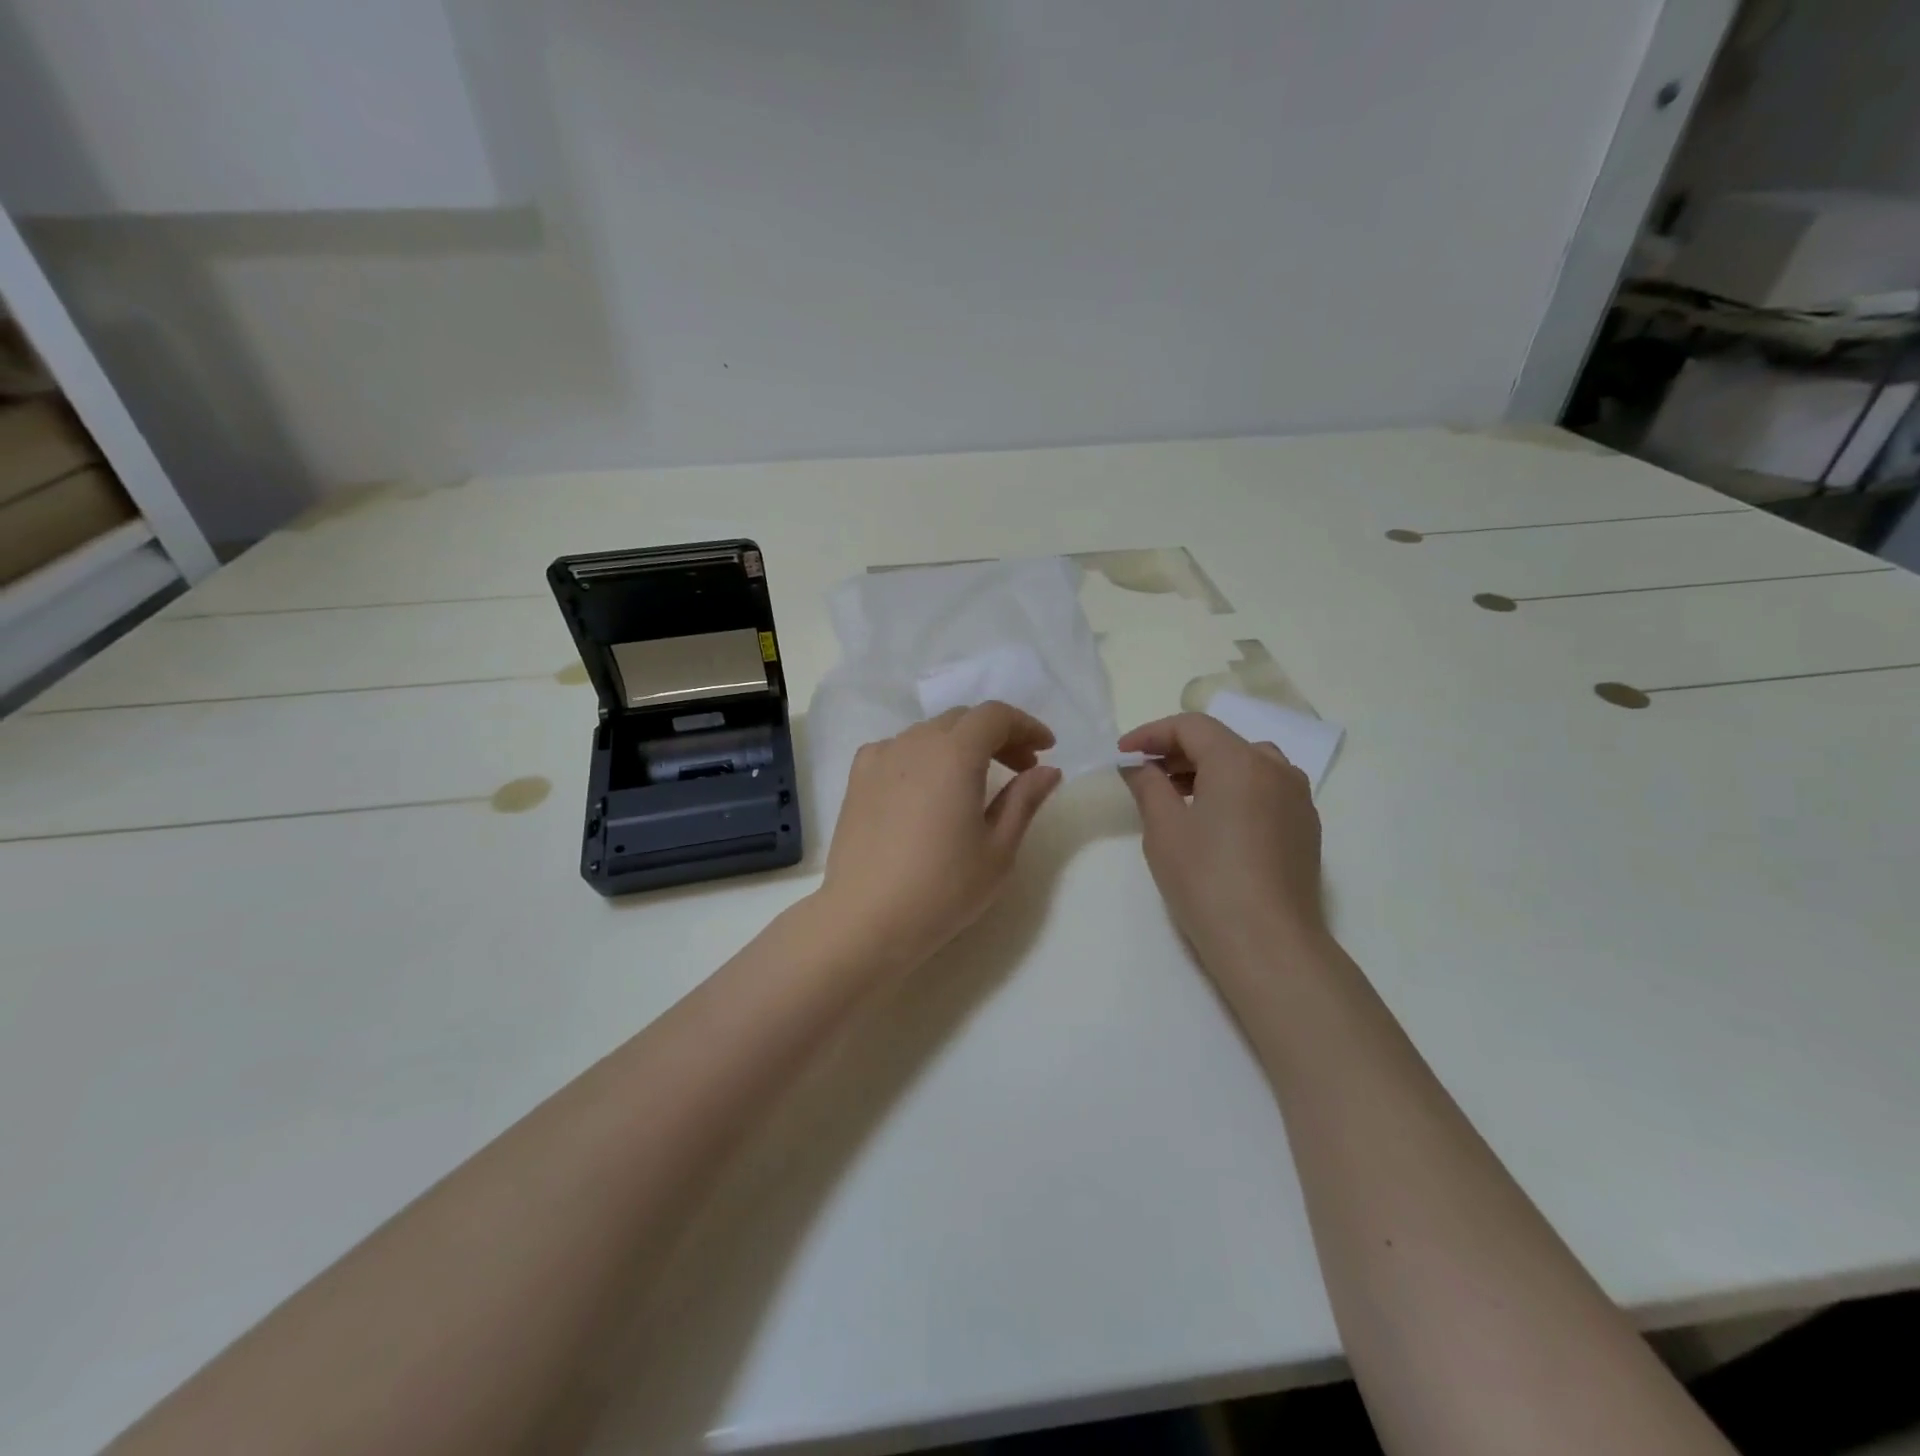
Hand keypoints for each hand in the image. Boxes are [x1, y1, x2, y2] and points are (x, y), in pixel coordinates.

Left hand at [818, 702, 1063, 972]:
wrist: (866, 919)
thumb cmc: (943, 888)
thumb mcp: (998, 849)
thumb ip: (1024, 800)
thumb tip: (1047, 770)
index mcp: (954, 753)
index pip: (995, 716)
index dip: (1026, 725)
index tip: (1046, 749)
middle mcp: (915, 742)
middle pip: (962, 720)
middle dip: (997, 736)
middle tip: (1020, 768)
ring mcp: (880, 757)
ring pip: (930, 733)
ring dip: (960, 745)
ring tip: (976, 782)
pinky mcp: (858, 778)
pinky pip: (898, 749)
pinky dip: (923, 757)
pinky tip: (927, 788)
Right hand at [1118, 713, 1326, 974]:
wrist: (1268, 943)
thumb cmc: (1206, 880)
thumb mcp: (1164, 829)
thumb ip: (1148, 785)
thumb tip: (1137, 765)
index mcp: (1240, 761)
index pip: (1191, 727)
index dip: (1152, 734)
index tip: (1123, 754)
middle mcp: (1276, 768)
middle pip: (1221, 742)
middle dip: (1178, 752)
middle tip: (1144, 774)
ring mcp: (1298, 798)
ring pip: (1247, 764)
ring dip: (1208, 770)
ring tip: (1176, 796)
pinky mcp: (1306, 826)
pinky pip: (1265, 789)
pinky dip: (1234, 790)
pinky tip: (1213, 820)